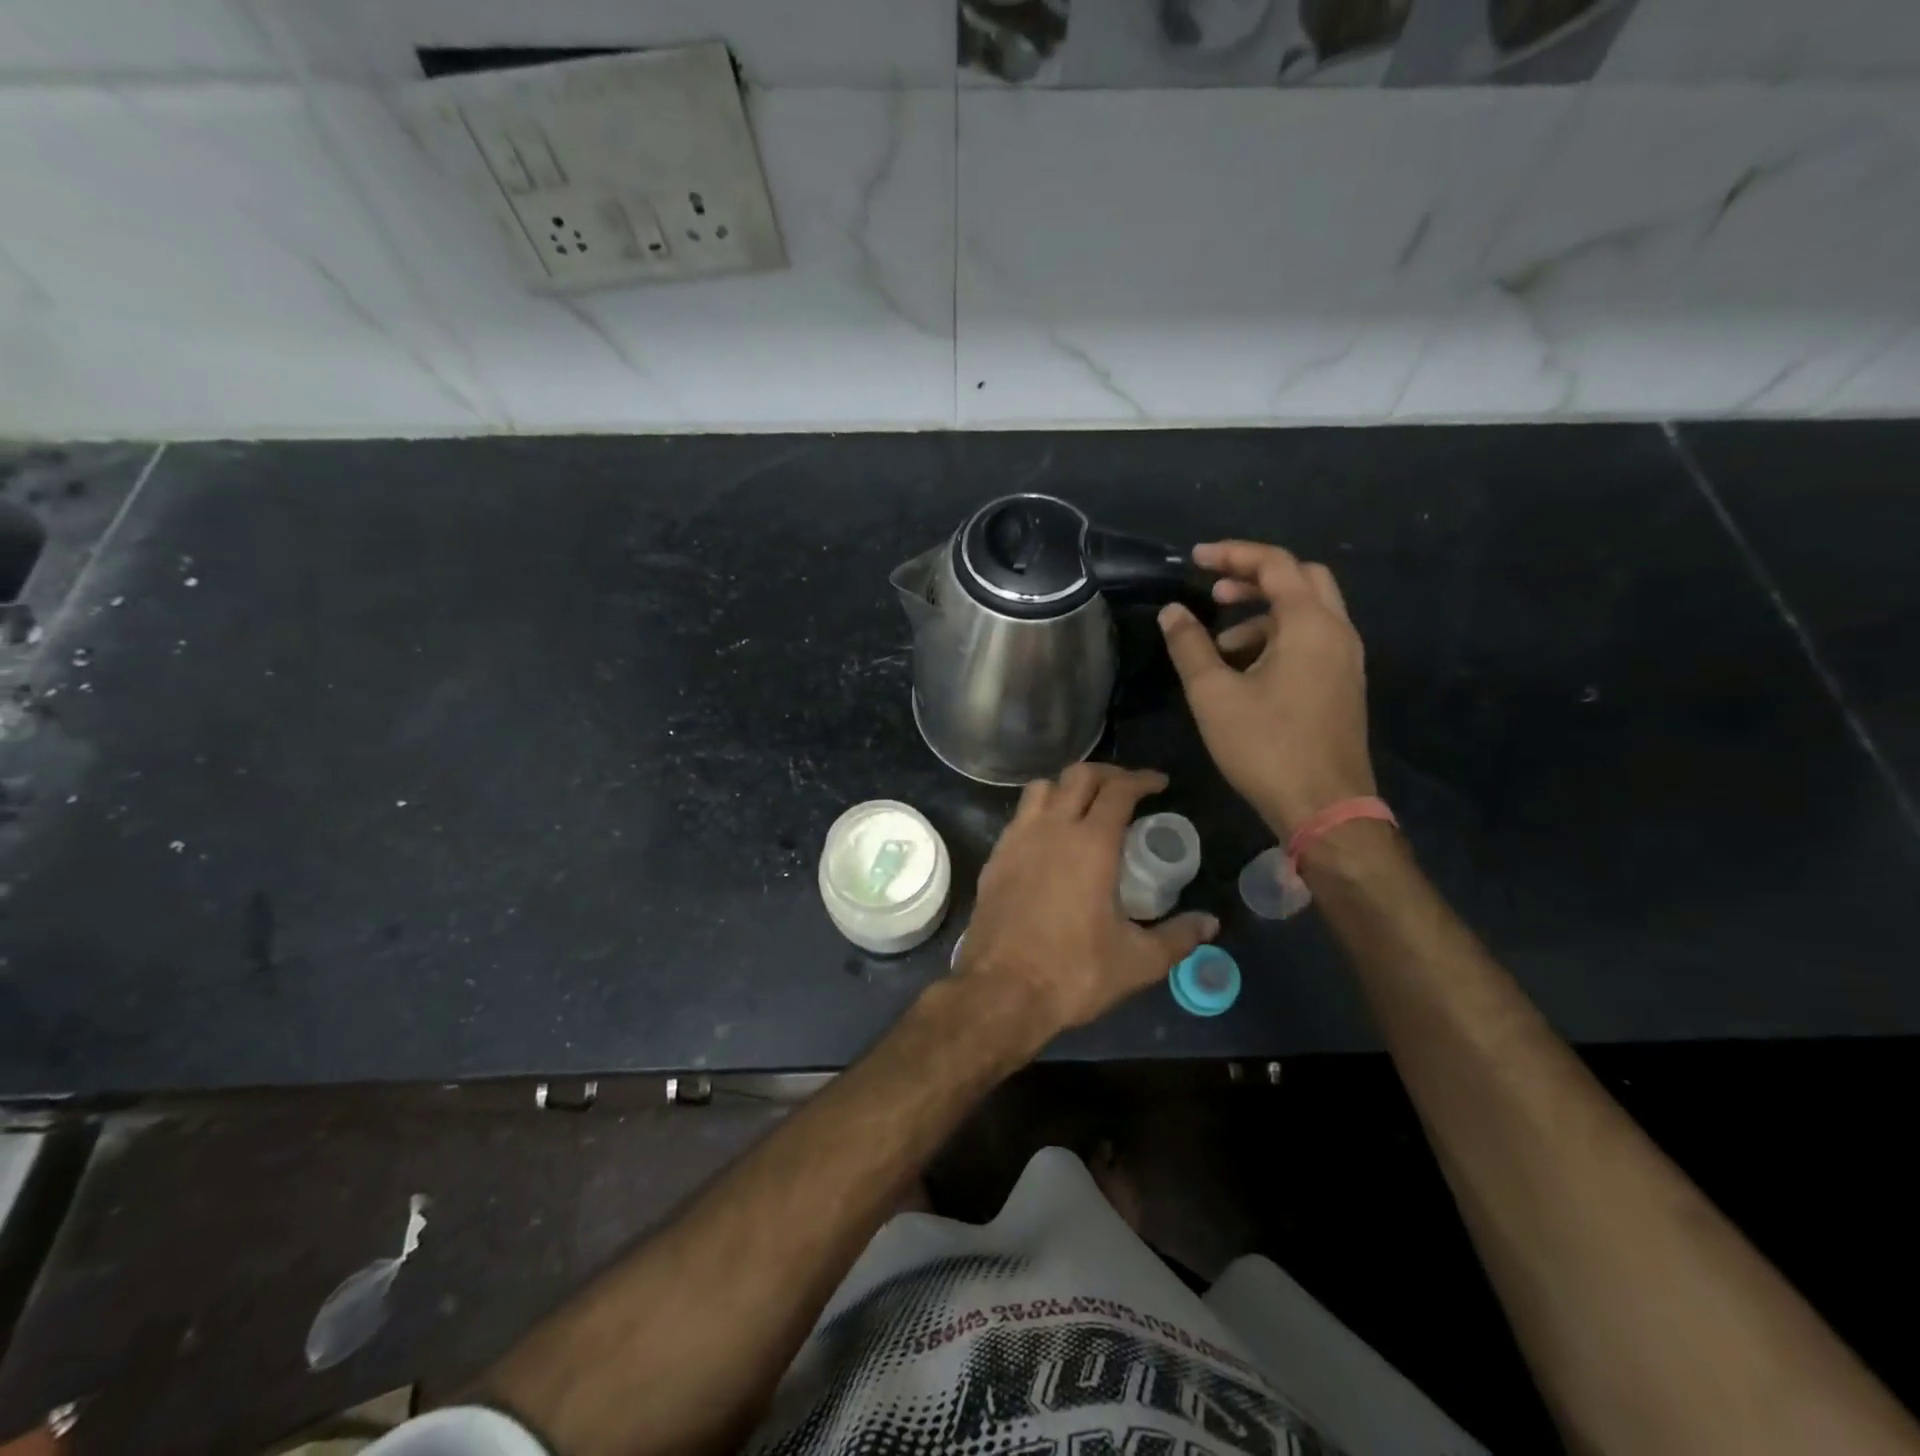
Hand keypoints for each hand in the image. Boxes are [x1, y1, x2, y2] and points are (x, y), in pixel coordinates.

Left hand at [955, 764, 1216, 1047]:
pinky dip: (1040, 812)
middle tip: (1127, 789)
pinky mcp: (995, 858)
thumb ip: (1178, 938)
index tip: (1159, 784)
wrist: (1001, 990)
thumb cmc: (1073, 972)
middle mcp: (1052, 829)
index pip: (1119, 790)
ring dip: (1067, 786)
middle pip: (1079, 775)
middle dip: (1108, 774)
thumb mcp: (1138, 961)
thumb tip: (1209, 923)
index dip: (1142, 779)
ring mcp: (1017, 840)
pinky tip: (1050, 839)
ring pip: (1042, 788)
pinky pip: (1020, 817)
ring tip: (1085, 805)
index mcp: (1091, 844)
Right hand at [1158, 541, 1374, 836]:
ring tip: (1220, 644)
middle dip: (1255, 577)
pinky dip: (1279, 637)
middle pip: (1301, 578)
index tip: (1194, 559)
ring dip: (1264, 613)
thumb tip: (1172, 612)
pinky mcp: (1343, 684)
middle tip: (1214, 593)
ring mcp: (1346, 660)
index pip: (1275, 564)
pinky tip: (1246, 671)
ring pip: (1308, 611)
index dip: (1232, 555)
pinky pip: (1313, 640)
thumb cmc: (1266, 746)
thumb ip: (1190, 646)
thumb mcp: (1214, 694)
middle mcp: (1337, 631)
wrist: (1324, 807)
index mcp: (1309, 624)